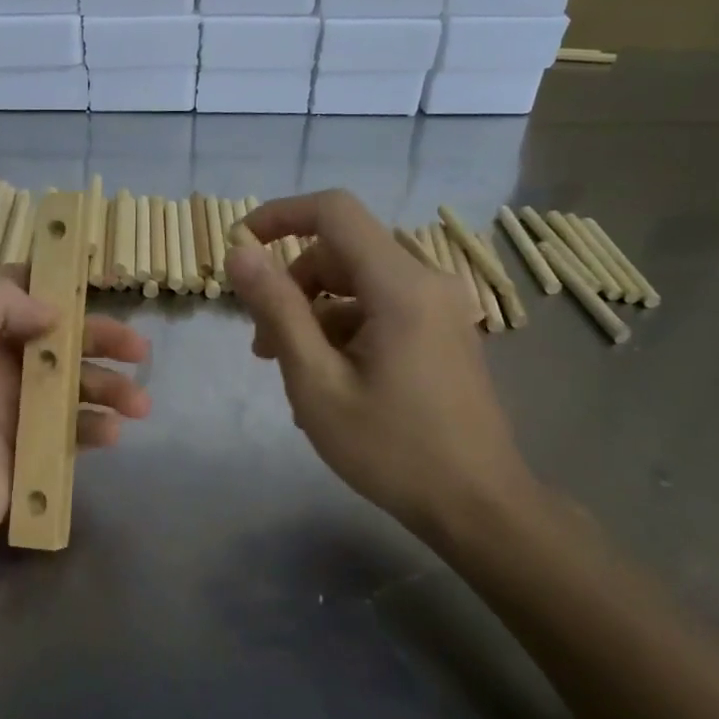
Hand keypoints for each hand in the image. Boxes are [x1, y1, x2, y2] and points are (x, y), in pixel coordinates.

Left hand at [0, 270, 150, 582]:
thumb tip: (52, 311)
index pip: (21, 294)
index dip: (59, 284)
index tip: (99, 282)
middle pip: (61, 340)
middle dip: (102, 339)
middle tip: (140, 349)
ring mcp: (16, 411)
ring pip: (75, 386)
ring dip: (111, 388)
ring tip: (139, 403)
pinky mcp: (29, 452)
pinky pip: (72, 431)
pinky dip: (95, 427)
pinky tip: (111, 433)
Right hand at [226, 191, 539, 551]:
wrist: (479, 507)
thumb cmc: (392, 449)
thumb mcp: (317, 382)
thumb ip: (277, 310)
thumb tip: (239, 253)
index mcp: (400, 285)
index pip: (334, 211)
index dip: (279, 216)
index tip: (239, 247)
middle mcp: (427, 281)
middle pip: (342, 251)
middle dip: (292, 285)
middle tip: (262, 345)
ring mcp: (440, 307)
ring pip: (358, 283)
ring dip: (314, 313)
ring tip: (290, 371)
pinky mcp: (443, 331)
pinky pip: (381, 308)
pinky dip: (344, 329)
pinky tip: (327, 383)